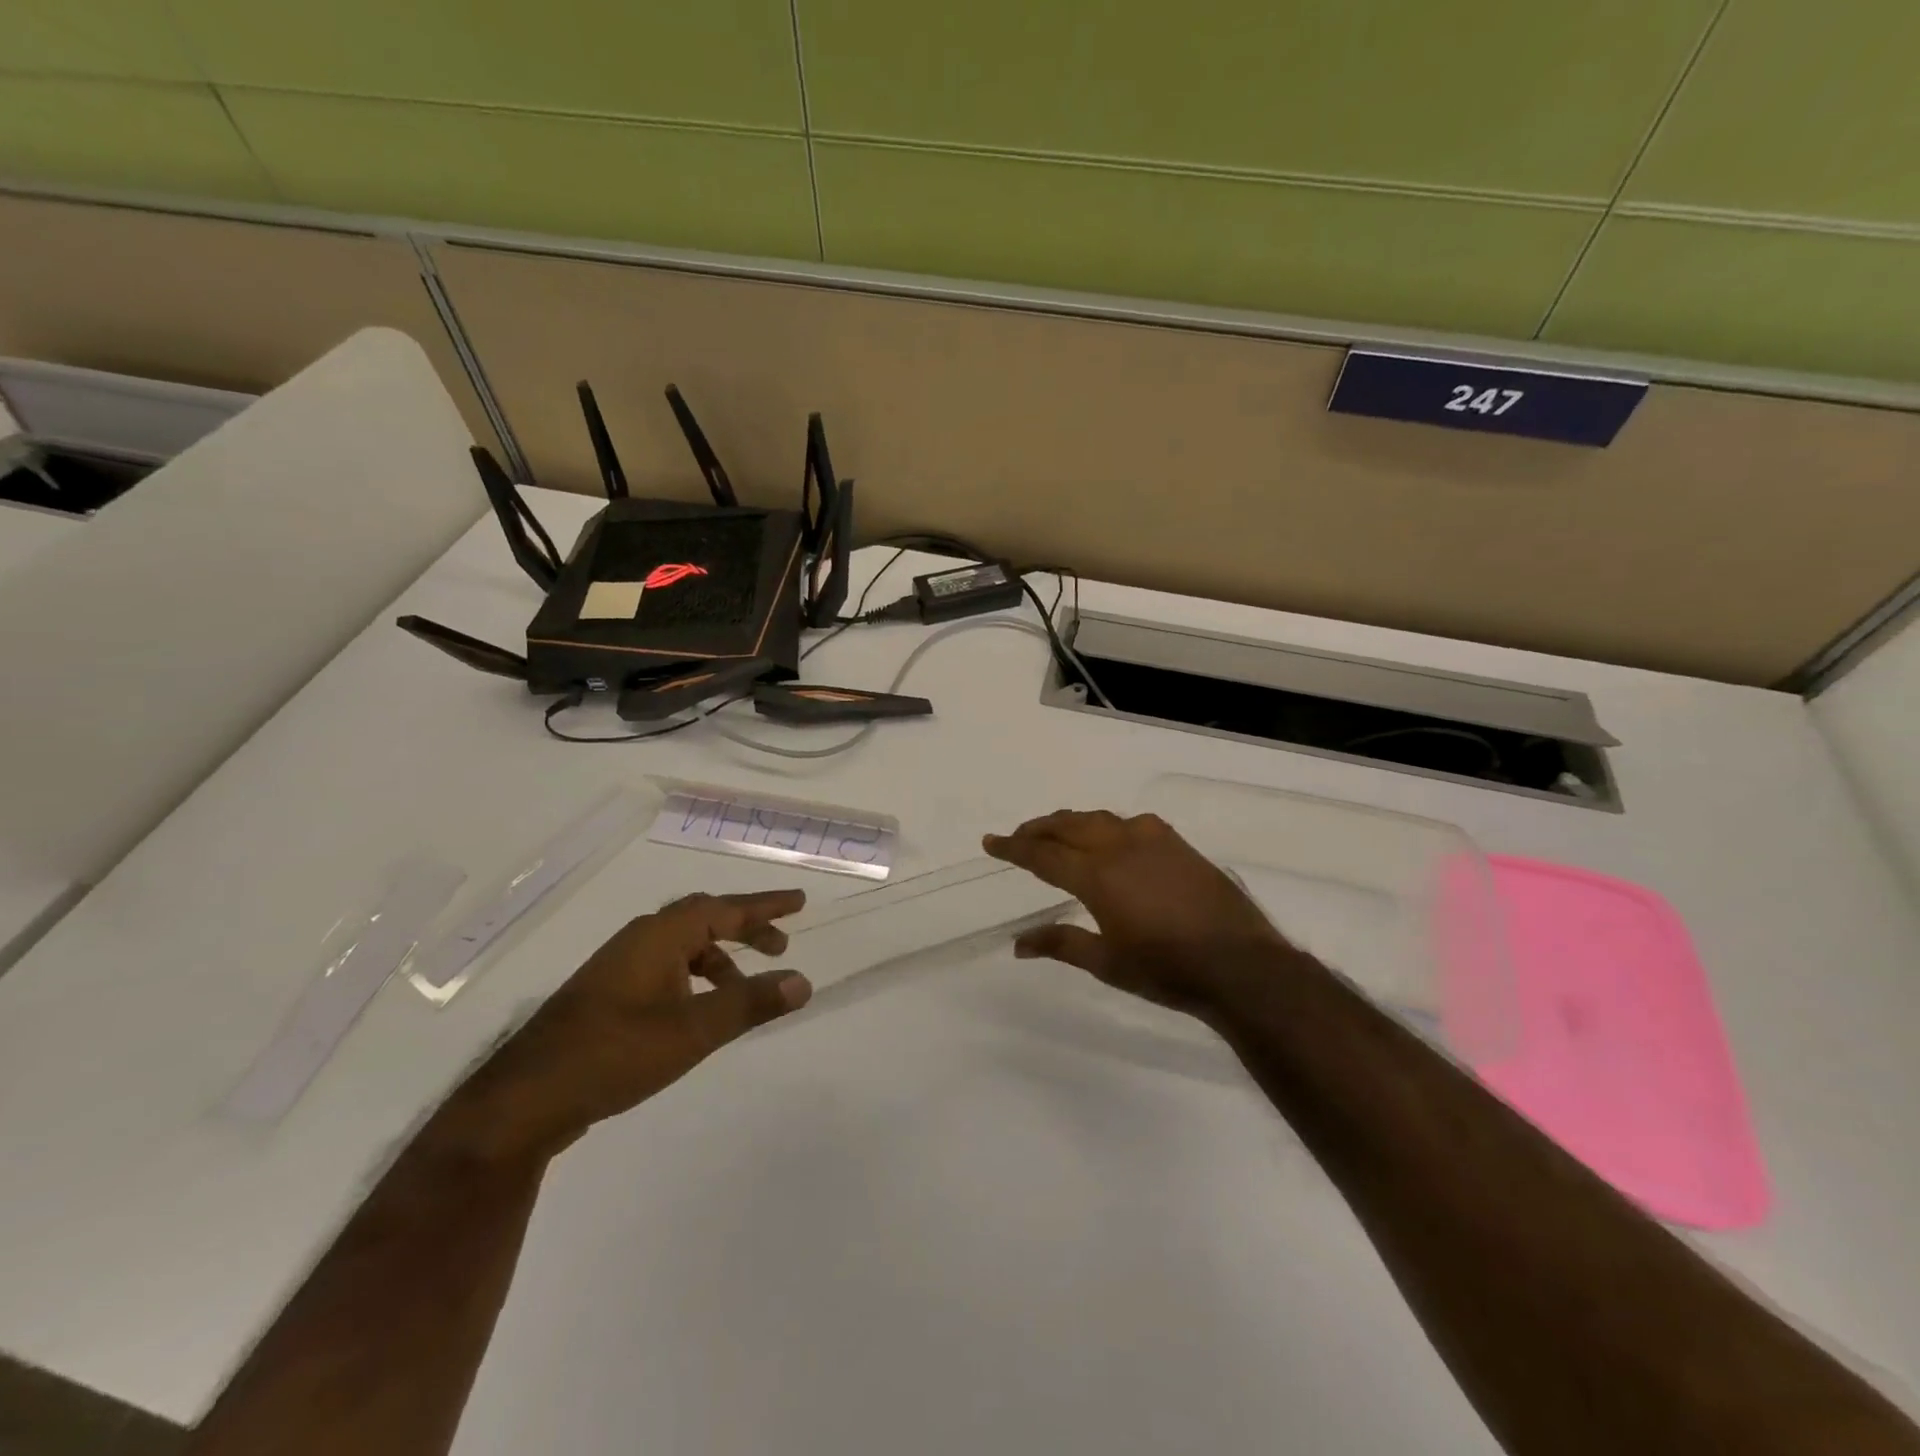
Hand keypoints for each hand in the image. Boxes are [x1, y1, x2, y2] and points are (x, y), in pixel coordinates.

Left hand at [431, 891, 811, 1167]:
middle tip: (780, 945)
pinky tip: (699, 1012)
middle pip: (703, 919)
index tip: (799, 902)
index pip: (724, 908)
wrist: (525, 1101)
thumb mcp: (694, 1030)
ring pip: (682, 947)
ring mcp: (619, 968)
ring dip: (720, 959)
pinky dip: (694, 978)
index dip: (765, 906)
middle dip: (745, 929)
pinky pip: (666, 969)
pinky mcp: (607, 996)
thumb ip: (750, 1003)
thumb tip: (802, 981)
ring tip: (745, 989)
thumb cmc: (615, 1053)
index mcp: (660, 936)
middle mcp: (639, 941)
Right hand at [984, 810, 1297, 1017]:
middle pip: (1068, 826)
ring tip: (1058, 832)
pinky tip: (1112, 838)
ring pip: (1099, 819)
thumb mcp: (1107, 962)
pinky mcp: (1178, 844)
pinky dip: (1108, 825)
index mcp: (1097, 876)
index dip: (1013, 847)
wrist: (1240, 965)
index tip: (990, 842)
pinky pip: (1131, 823)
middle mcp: (1120, 847)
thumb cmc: (1167, 970)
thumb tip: (1019, 943)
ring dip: (1072, 822)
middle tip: (1018, 836)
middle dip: (1038, 828)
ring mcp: (1152, 840)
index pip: (1043, 854)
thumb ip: (1061, 944)